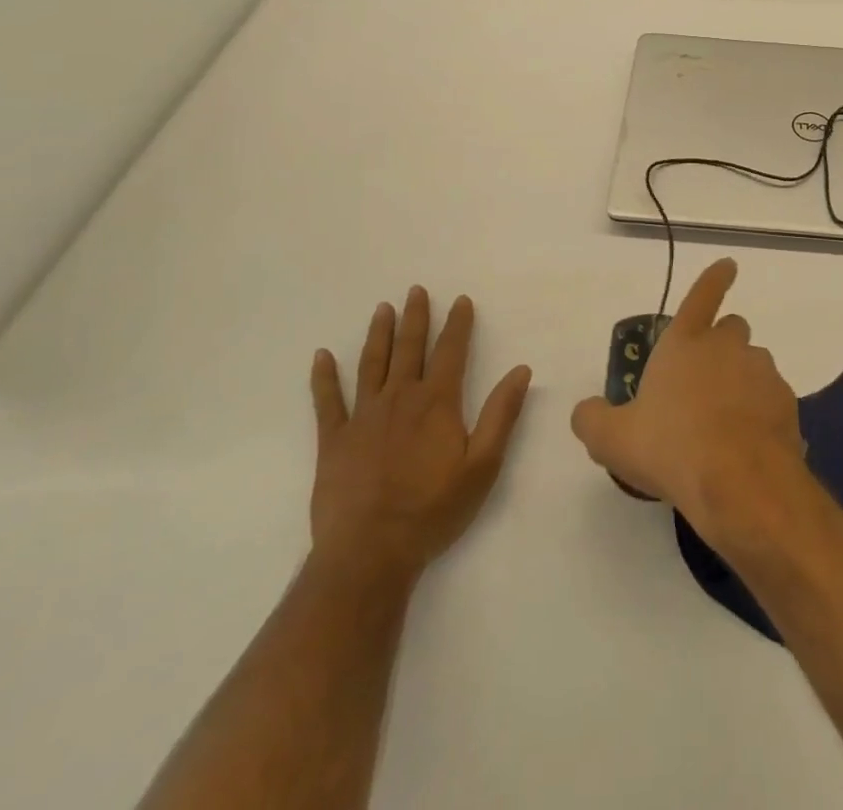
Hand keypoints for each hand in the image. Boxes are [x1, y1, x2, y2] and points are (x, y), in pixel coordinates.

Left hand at [309, 287, 530, 584]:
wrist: (370, 553)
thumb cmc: (433, 510)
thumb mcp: (483, 465)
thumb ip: (501, 414)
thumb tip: (521, 370)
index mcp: (437, 402)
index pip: (451, 351)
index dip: (458, 324)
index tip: (461, 300)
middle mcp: (400, 398)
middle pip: (410, 348)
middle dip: (416, 317)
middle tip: (417, 290)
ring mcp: (363, 417)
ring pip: (372, 364)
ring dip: (379, 334)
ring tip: (382, 309)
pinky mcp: (333, 440)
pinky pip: (327, 401)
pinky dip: (323, 377)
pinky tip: (321, 356)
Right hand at [570, 259, 804, 541]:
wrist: (739, 482)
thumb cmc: (670, 447)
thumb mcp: (612, 439)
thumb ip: (593, 419)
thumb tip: (586, 410)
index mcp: (685, 343)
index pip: (701, 297)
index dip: (714, 279)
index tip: (729, 264)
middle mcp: (727, 348)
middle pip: (732, 329)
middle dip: (721, 345)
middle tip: (704, 381)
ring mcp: (762, 374)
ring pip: (754, 365)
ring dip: (741, 382)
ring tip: (724, 423)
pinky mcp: (787, 405)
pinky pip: (772, 403)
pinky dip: (762, 416)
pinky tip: (747, 449)